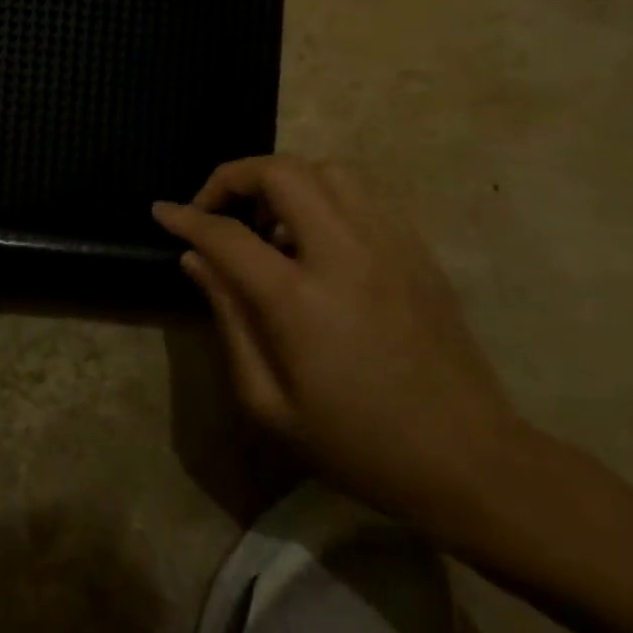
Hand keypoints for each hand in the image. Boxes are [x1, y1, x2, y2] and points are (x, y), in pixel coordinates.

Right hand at [153, 156, 530, 534]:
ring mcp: (390, 245)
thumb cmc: (356, 444)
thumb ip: (227, 318)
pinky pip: (362, 195)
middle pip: (281, 173)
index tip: (162, 213)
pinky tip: (313, 241)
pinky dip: (323, 197)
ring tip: (266, 226)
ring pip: (327, 170)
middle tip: (214, 210)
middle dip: (233, 177)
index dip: (185, 217)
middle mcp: (346, 254)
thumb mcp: (268, 401)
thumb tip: (195, 260)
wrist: (470, 462)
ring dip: (282, 182)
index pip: (227, 233)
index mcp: (300, 299)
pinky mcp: (418, 251)